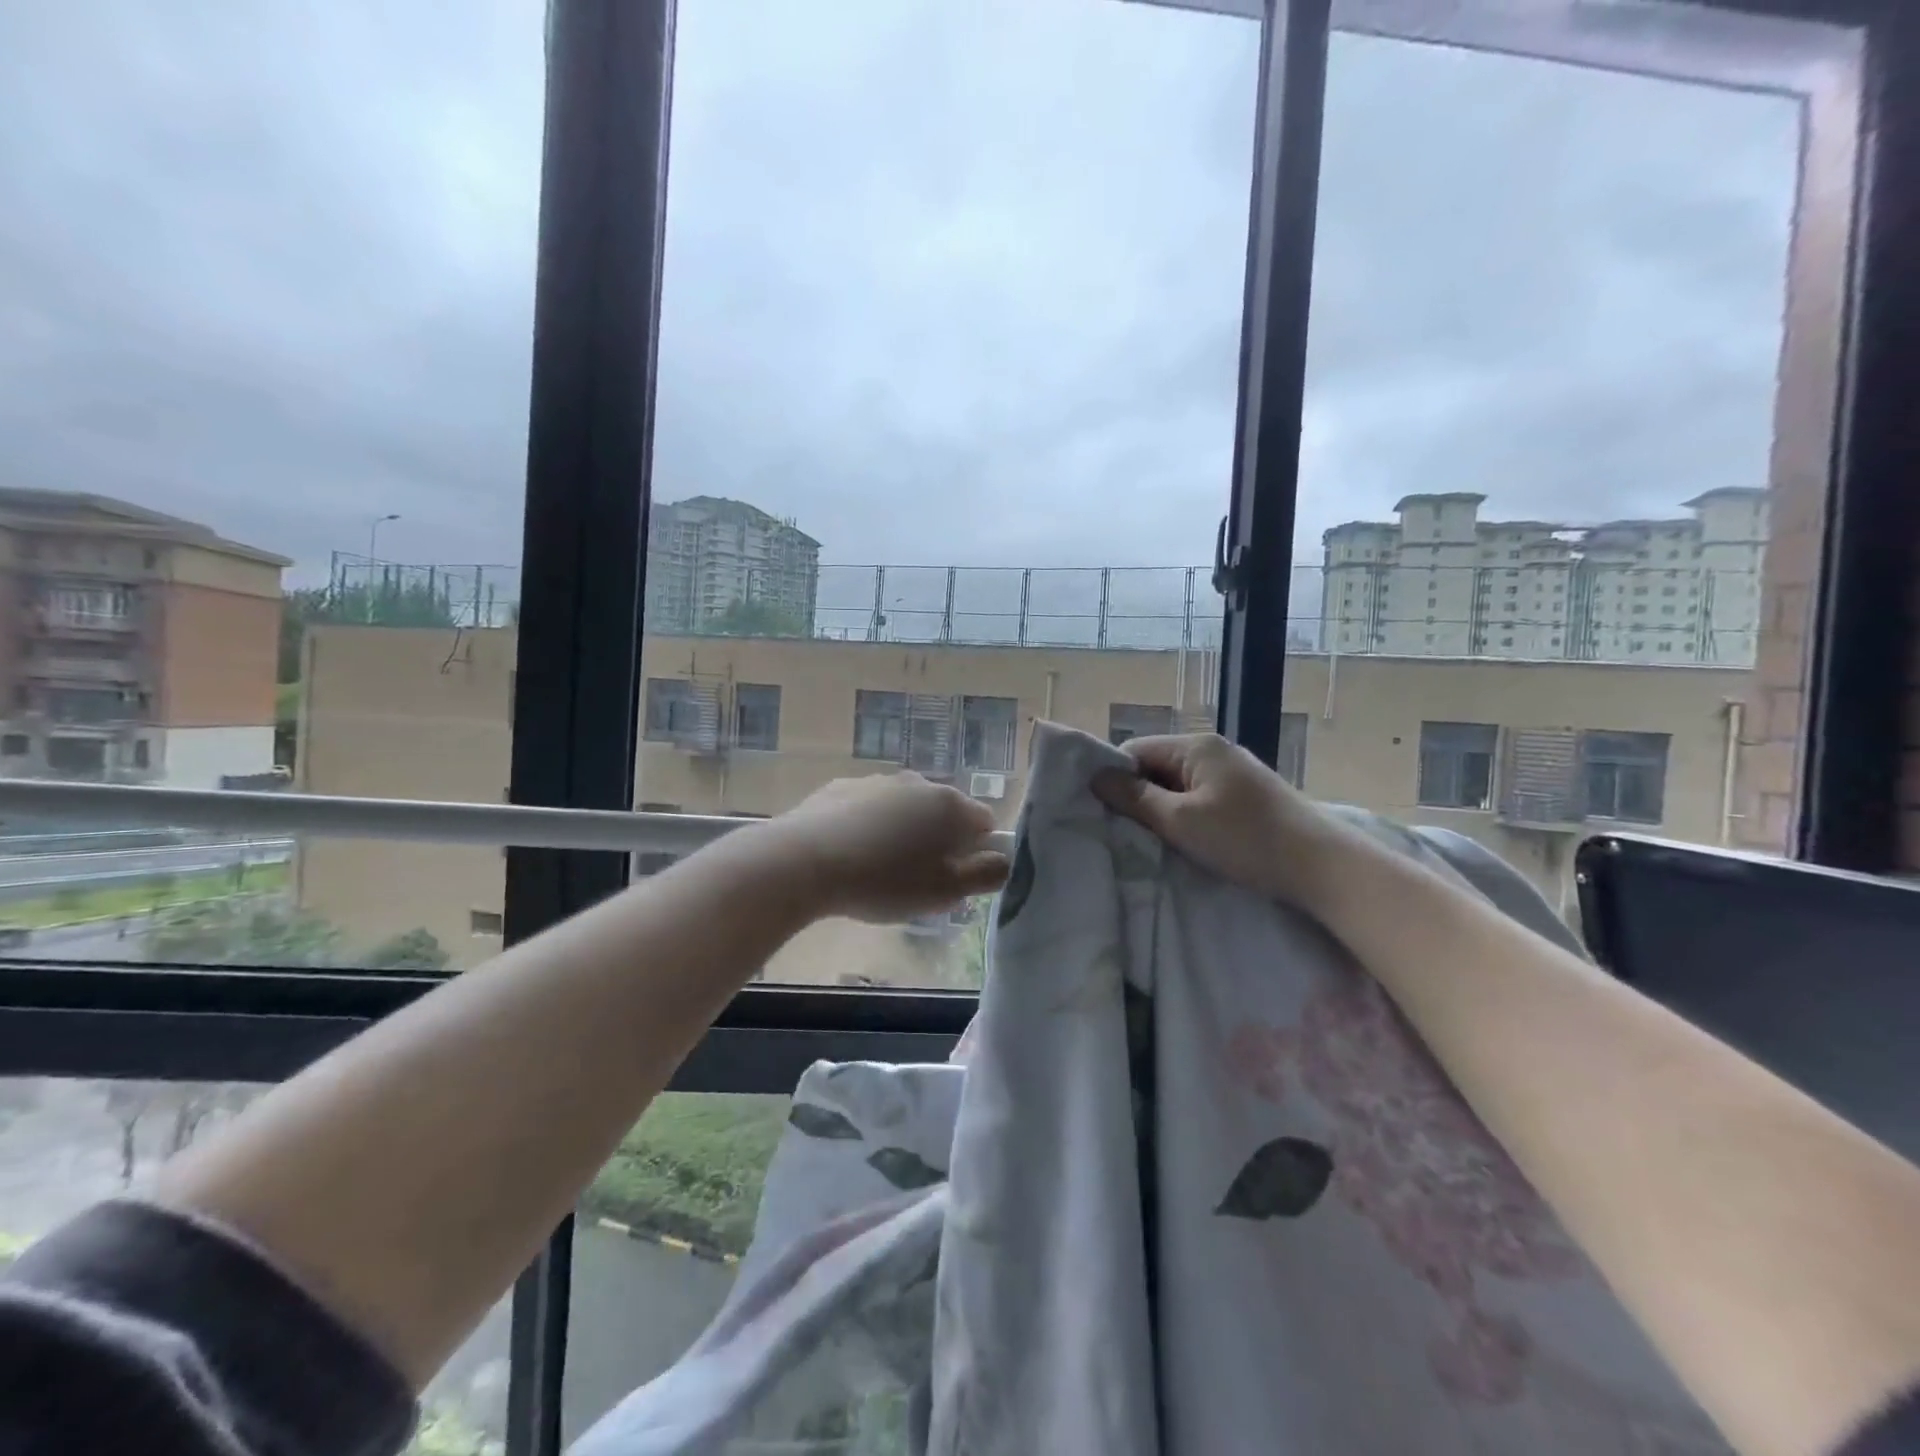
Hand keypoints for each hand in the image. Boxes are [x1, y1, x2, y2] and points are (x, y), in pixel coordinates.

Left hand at [771, 772, 1010, 923]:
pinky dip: (869, 826)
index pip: (984, 822)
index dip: (976, 852)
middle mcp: (919, 783)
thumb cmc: (883, 881)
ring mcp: (878, 781)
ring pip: (906, 809)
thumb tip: (1004, 861)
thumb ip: (984, 876)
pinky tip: (849, 854)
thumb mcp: (943, 892)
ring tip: (877, 870)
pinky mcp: (842, 786)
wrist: (804, 861)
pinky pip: (870, 808)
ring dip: (903, 833)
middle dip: (938, 842)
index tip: (955, 878)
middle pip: (943, 813)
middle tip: (916, 880)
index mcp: (950, 806)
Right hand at [1092, 733, 1343, 907]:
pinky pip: (1202, 797)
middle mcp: (1214, 750)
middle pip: (1157, 766)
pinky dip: (1189, 816)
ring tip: (1156, 840)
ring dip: (1164, 810)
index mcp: (1196, 746)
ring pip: (1179, 785)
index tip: (1103, 813)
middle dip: (1139, 796)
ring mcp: (1235, 772)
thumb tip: (1096, 777)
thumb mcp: (1180, 821)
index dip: (1115, 778)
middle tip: (1127, 832)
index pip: (1135, 751)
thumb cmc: (1245, 838)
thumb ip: (1134, 798)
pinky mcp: (1249, 795)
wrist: (1322, 866)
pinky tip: (1190, 841)